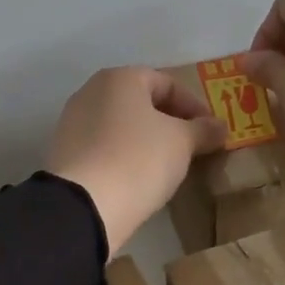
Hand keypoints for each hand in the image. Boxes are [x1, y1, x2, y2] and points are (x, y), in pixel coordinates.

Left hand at [45, 67, 227, 255]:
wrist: (85, 205)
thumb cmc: (139, 160)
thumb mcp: (182, 143)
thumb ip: (203, 130)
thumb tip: (219, 127)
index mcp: (119, 79)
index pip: (166, 83)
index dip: (194, 106)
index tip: (211, 132)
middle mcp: (90, 92)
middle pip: (140, 102)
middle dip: (169, 122)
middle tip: (192, 147)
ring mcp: (72, 123)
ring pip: (121, 126)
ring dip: (146, 140)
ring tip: (168, 165)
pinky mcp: (65, 154)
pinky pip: (104, 148)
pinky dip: (124, 156)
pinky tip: (139, 178)